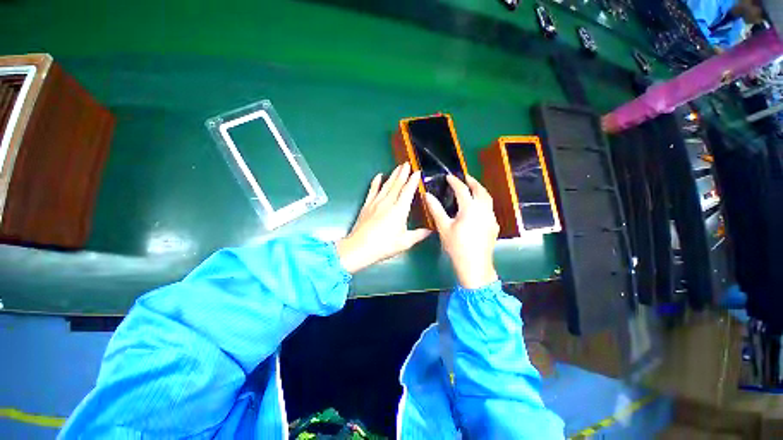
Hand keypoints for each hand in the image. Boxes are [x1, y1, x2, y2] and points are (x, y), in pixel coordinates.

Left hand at [336, 163, 431, 273]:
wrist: (359, 248)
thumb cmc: (384, 246)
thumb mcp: (404, 242)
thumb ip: (418, 235)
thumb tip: (431, 230)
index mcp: (399, 210)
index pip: (408, 191)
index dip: (413, 181)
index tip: (417, 172)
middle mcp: (388, 202)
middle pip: (397, 184)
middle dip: (403, 173)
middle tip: (407, 163)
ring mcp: (376, 202)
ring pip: (386, 185)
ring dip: (393, 175)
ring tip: (398, 167)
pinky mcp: (367, 205)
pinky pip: (372, 190)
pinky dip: (376, 182)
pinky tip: (379, 175)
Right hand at [424, 174, 498, 288]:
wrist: (475, 266)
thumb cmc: (456, 246)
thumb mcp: (443, 227)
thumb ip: (436, 209)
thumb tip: (427, 195)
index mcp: (470, 208)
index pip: (462, 190)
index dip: (455, 182)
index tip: (449, 177)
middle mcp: (483, 209)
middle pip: (480, 190)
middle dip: (473, 182)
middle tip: (465, 177)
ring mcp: (491, 218)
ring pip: (488, 199)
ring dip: (480, 191)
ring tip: (472, 189)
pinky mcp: (494, 226)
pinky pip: (490, 208)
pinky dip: (484, 202)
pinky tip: (478, 208)